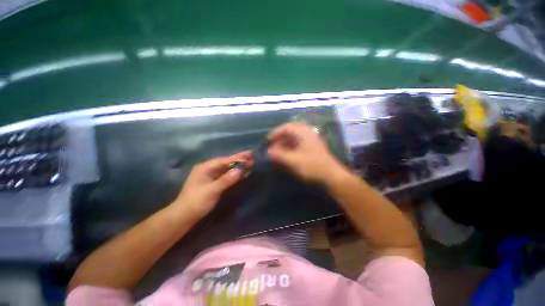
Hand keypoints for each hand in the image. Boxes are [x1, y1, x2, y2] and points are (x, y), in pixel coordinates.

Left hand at [172, 151, 252, 218]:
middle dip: (239, 160)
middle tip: (252, 156)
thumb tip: (239, 170)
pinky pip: (227, 176)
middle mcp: (209, 169)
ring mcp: (211, 176)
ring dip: (238, 167)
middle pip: (227, 163)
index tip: (249, 155)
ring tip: (251, 163)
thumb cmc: (196, 201)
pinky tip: (243, 173)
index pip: (224, 160)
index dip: (237, 158)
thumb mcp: (211, 190)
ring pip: (228, 169)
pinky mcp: (214, 183)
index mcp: (205, 168)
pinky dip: (235, 175)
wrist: (184, 216)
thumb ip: (226, 180)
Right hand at [267, 123, 343, 182]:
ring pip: (294, 139)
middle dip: (280, 139)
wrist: (332, 176)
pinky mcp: (312, 148)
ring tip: (278, 152)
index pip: (287, 127)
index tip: (268, 140)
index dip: (276, 133)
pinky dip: (290, 148)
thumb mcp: (293, 160)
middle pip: (290, 132)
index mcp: (304, 133)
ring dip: (285, 144)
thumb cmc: (312, 166)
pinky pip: (298, 144)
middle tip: (272, 147)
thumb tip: (268, 152)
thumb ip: (279, 155)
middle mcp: (308, 133)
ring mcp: (311, 141)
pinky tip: (286, 155)